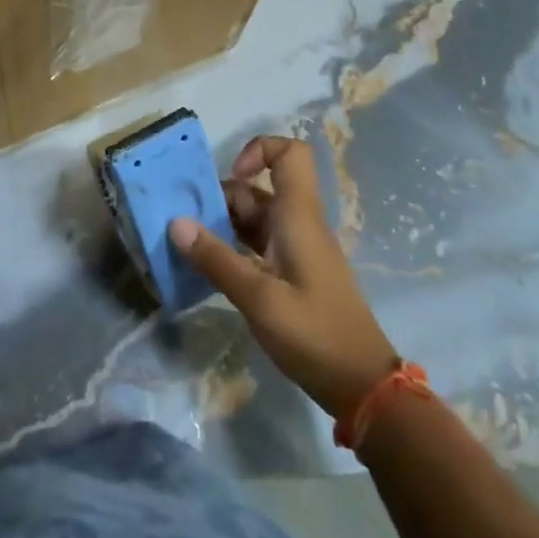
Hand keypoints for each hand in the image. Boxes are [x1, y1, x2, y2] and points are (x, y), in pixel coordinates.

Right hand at [169, 136, 398, 420]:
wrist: (362, 387)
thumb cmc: (315, 334)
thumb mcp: (259, 299)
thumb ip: (216, 259)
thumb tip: (176, 222)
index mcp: (298, 216)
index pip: (289, 153)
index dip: (258, 150)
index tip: (230, 176)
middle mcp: (297, 223)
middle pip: (258, 188)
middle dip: (220, 197)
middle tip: (184, 219)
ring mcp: (295, 249)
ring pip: (254, 217)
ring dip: (221, 224)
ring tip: (186, 242)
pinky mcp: (292, 273)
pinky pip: (257, 244)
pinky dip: (231, 247)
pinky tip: (207, 266)